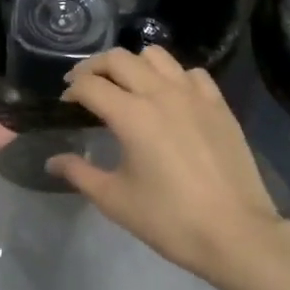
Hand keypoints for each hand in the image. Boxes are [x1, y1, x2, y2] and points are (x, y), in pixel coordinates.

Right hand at [49, 47, 284, 289]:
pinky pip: (191, 73)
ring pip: (156, 56)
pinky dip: (172, 76)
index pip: (91, 85)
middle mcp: (160, 93)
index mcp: (131, 115)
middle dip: (95, 67)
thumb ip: (80, 173)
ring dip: (133, 64)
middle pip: (119, 59)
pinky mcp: (218, 104)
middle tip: (85, 85)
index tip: (65, 102)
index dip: (72, 89)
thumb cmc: (170, 220)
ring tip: (126, 84)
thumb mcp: (116, 200)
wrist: (236, 234)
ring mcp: (193, 95)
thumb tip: (53, 161)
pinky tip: (169, 97)